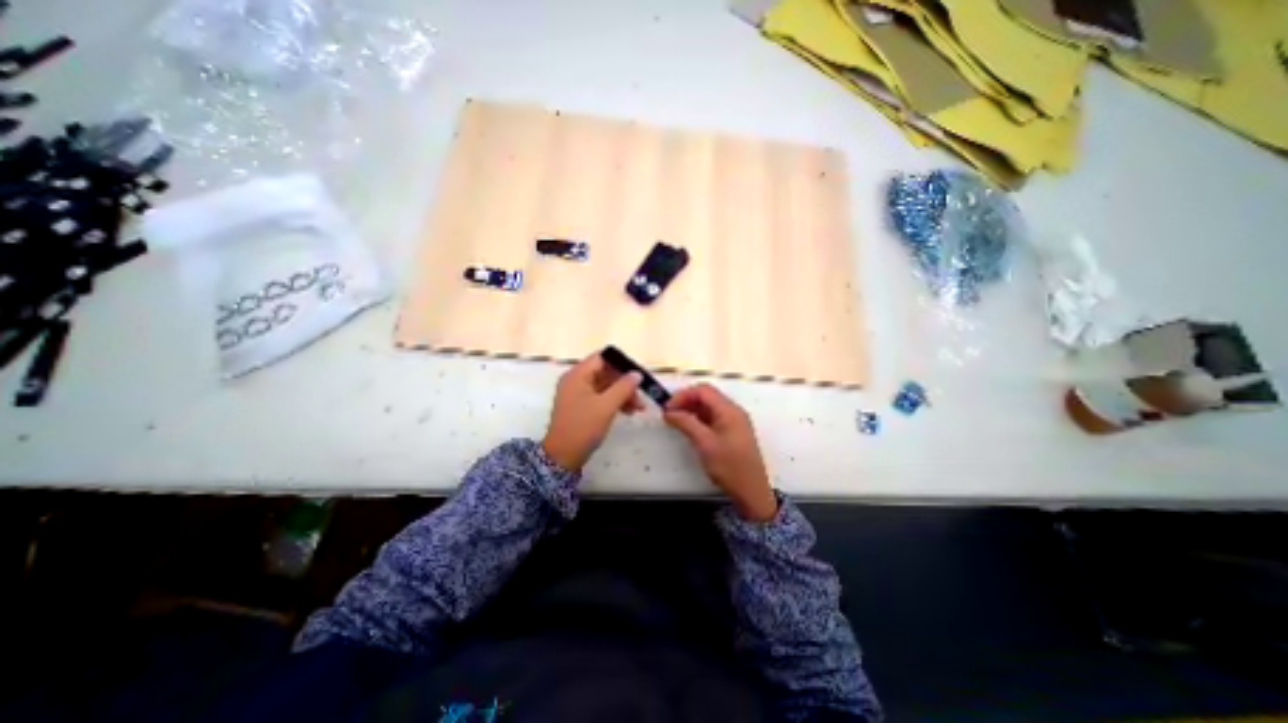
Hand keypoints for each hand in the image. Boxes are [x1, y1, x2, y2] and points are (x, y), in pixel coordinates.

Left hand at [540, 349, 643, 473]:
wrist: (563, 456)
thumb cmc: (583, 427)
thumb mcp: (606, 406)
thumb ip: (623, 387)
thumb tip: (637, 374)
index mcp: (578, 375)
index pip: (602, 358)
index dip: (621, 364)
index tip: (638, 374)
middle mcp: (576, 380)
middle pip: (605, 372)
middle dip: (625, 383)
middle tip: (641, 395)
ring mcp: (578, 394)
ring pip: (606, 386)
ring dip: (623, 394)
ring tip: (639, 408)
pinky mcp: (581, 406)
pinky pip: (601, 397)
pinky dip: (615, 402)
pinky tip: (628, 412)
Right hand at [665, 383, 773, 517]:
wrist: (752, 492)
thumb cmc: (730, 467)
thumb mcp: (705, 444)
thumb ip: (686, 423)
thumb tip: (669, 412)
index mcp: (729, 410)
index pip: (703, 391)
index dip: (683, 395)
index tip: (668, 408)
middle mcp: (733, 412)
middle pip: (707, 396)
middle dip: (686, 401)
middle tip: (670, 413)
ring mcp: (734, 422)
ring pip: (709, 406)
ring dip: (691, 409)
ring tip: (676, 420)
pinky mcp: (732, 432)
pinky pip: (713, 417)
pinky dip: (698, 419)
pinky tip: (688, 427)